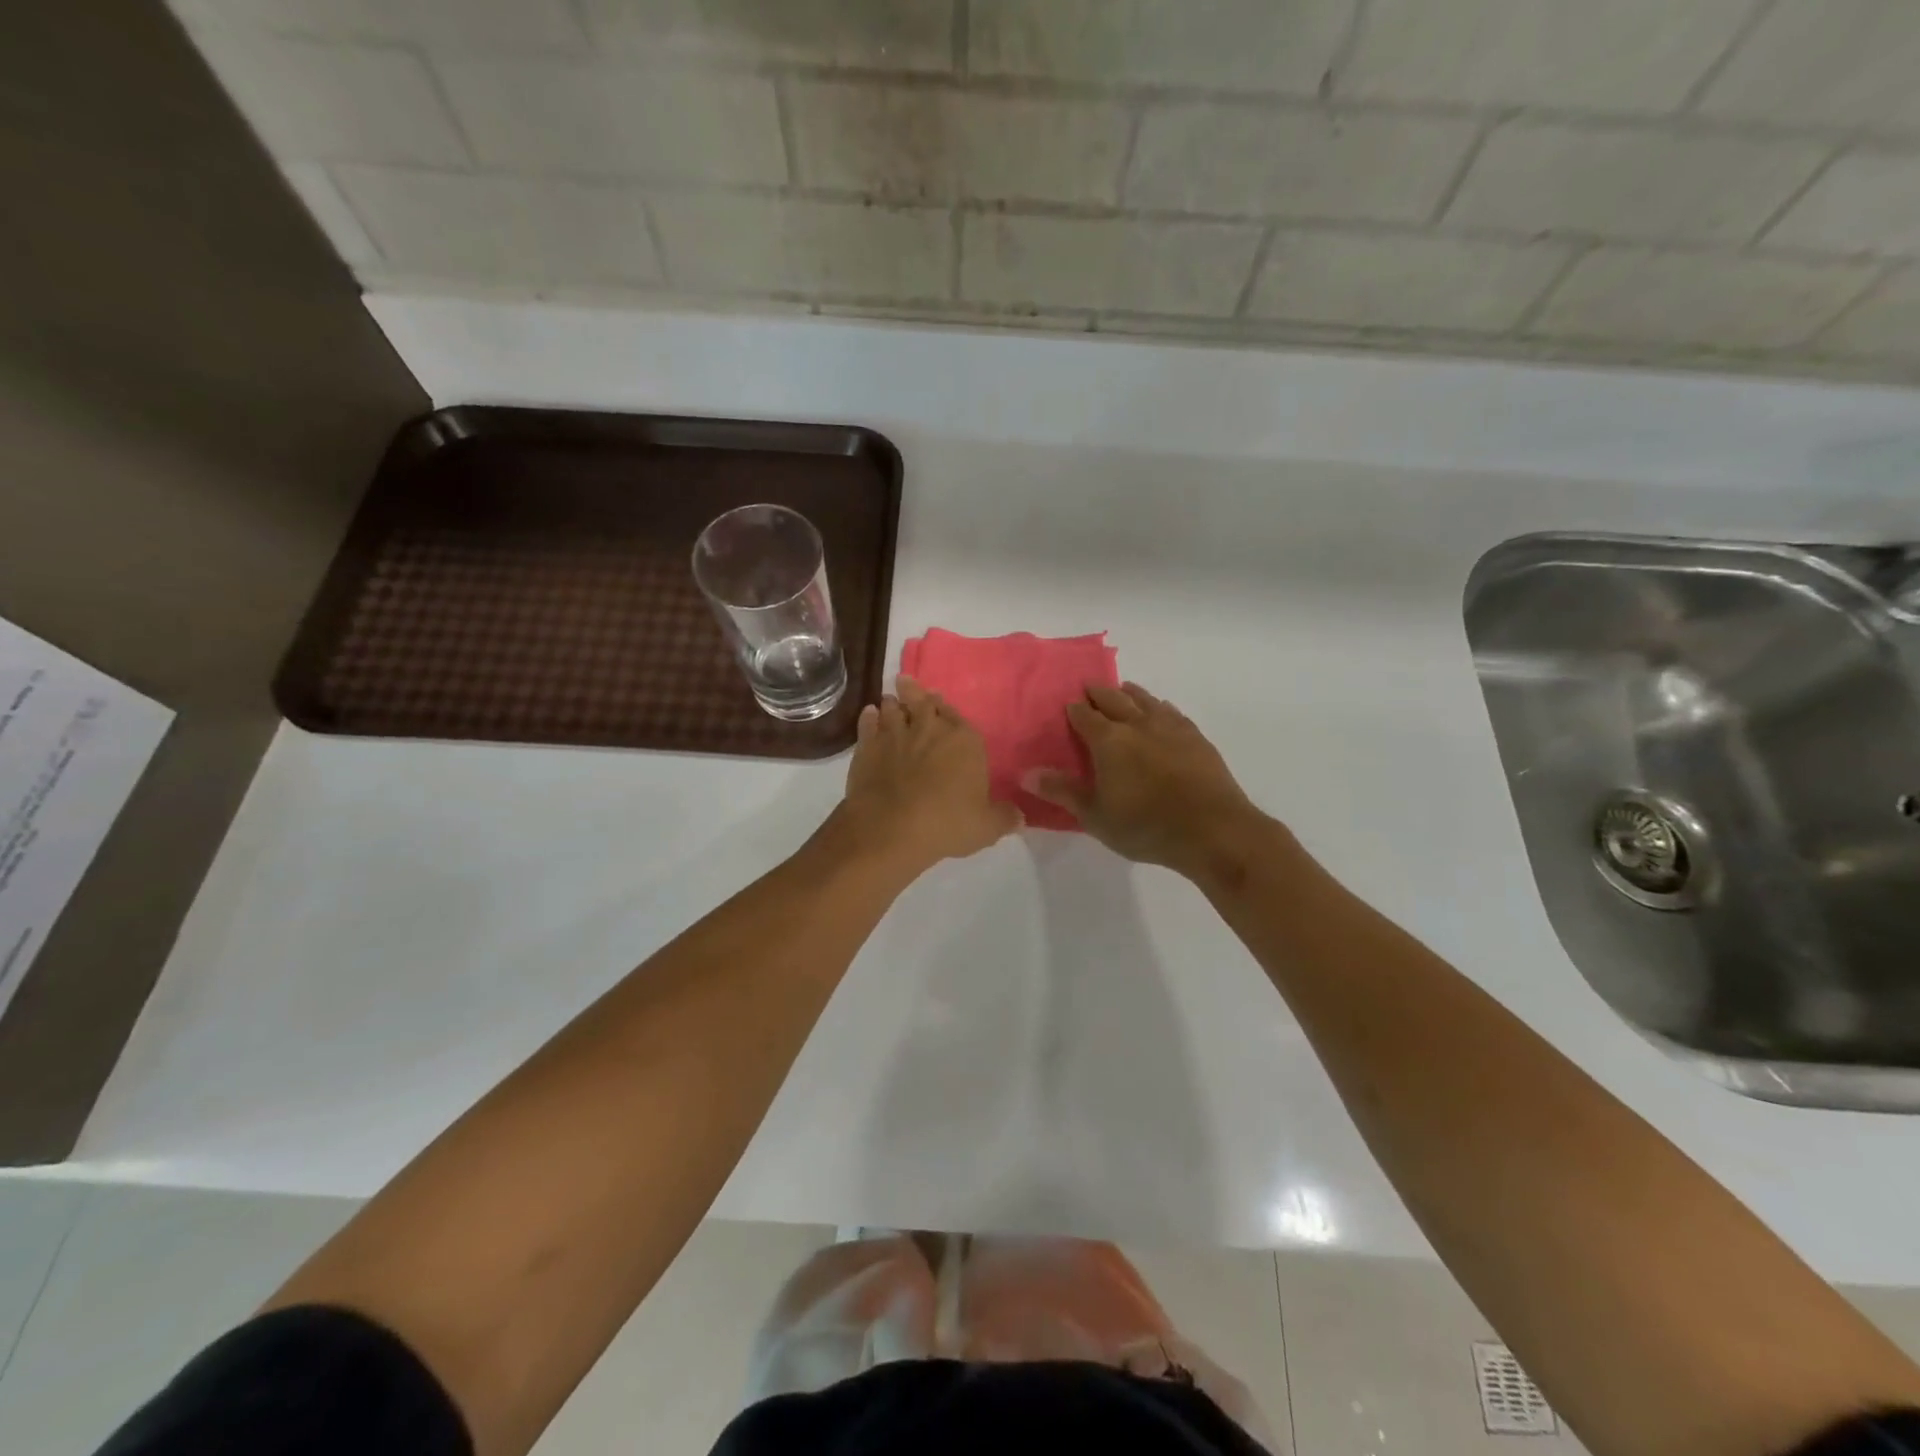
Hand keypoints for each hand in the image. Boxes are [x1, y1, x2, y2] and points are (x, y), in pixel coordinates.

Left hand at [838, 676, 1021, 874]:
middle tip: (908, 684)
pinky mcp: (867, 748)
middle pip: (922, 702)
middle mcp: (929, 729)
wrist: (891, 829)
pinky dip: (869, 718)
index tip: (939, 700)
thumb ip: (1004, 817)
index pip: (957, 716)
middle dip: (916, 693)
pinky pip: (868, 724)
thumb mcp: (986, 827)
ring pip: (893, 708)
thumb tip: (1019, 816)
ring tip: (890, 700)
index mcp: (964, 741)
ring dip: (893, 704)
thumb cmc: (947, 824)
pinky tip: (869, 714)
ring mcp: (895, 735)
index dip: (947, 709)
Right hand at [1028, 682, 1267, 879]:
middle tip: (1089, 687)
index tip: (1067, 705)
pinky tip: (1162, 711)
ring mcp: (1171, 728)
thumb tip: (1027, 773)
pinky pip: (1173, 713)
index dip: (1074, 710)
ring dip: (1131, 693)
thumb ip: (1062, 792)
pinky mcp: (1196, 738)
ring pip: (1146, 700)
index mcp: (1109, 741)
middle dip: (1099, 692)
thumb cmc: (1145, 826)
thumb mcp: (1095, 816)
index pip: (1085, 716)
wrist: (1213, 830)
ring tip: (1124, 689)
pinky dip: (1161, 708)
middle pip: (1115, 699)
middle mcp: (1138, 725)